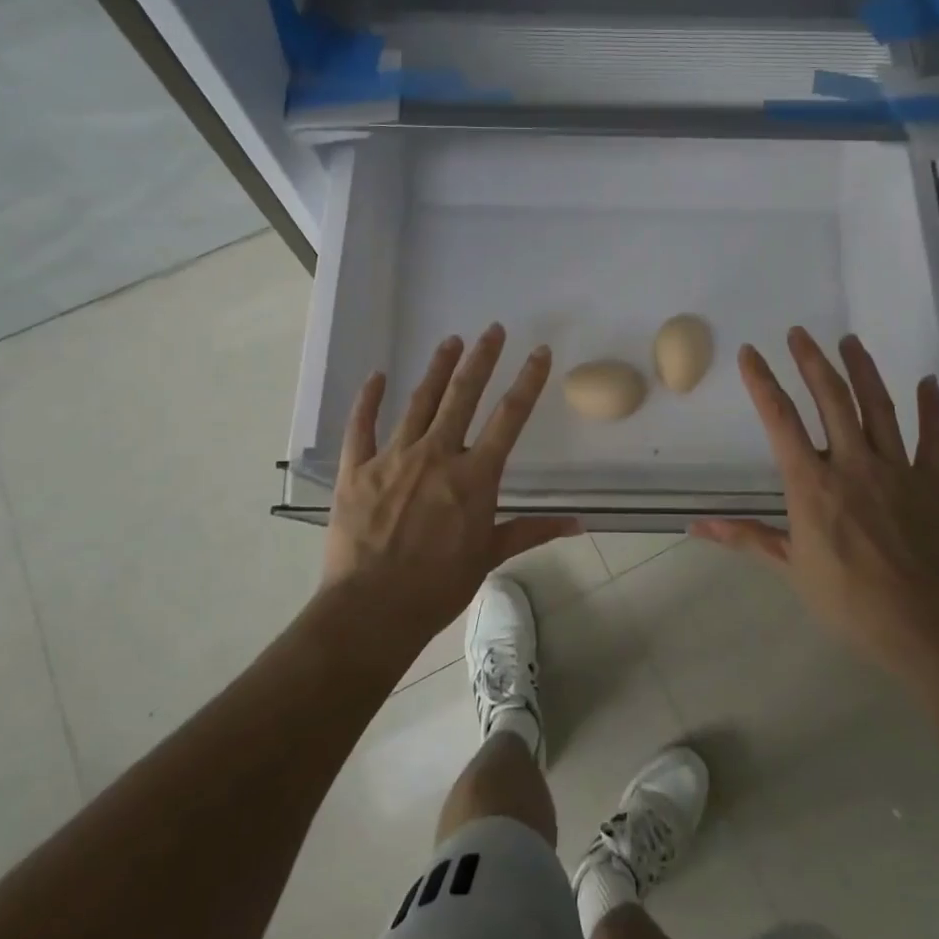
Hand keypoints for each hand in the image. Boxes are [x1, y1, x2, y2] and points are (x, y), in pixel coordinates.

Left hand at [323, 324, 579, 648]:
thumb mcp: (490, 556)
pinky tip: (376, 376)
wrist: (373, 609)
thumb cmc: (438, 586)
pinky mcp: (358, 469)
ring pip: (419, 402)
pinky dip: (368, 400)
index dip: (528, 381)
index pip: (510, 418)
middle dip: (481, 359)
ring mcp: (394, 458)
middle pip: (463, 395)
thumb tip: (580, 524)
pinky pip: (362, 426)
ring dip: (436, 369)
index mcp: (474, 476)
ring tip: (450, 341)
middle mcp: (437, 455)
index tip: (539, 352)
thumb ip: (532, 531)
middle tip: (493, 329)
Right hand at [691, 328, 938, 664]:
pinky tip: (928, 382)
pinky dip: (932, 409)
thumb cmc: (847, 599)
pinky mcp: (931, 482)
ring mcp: (896, 469)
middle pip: (831, 399)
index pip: (780, 420)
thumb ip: (746, 537)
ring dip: (862, 370)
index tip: (751, 353)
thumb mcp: (789, 567)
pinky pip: (933, 438)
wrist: (920, 625)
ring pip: (878, 407)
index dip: (762, 382)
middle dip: (812, 362)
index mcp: (812, 483)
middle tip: (800, 334)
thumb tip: (696, 527)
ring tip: (850, 341)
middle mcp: (852, 463)